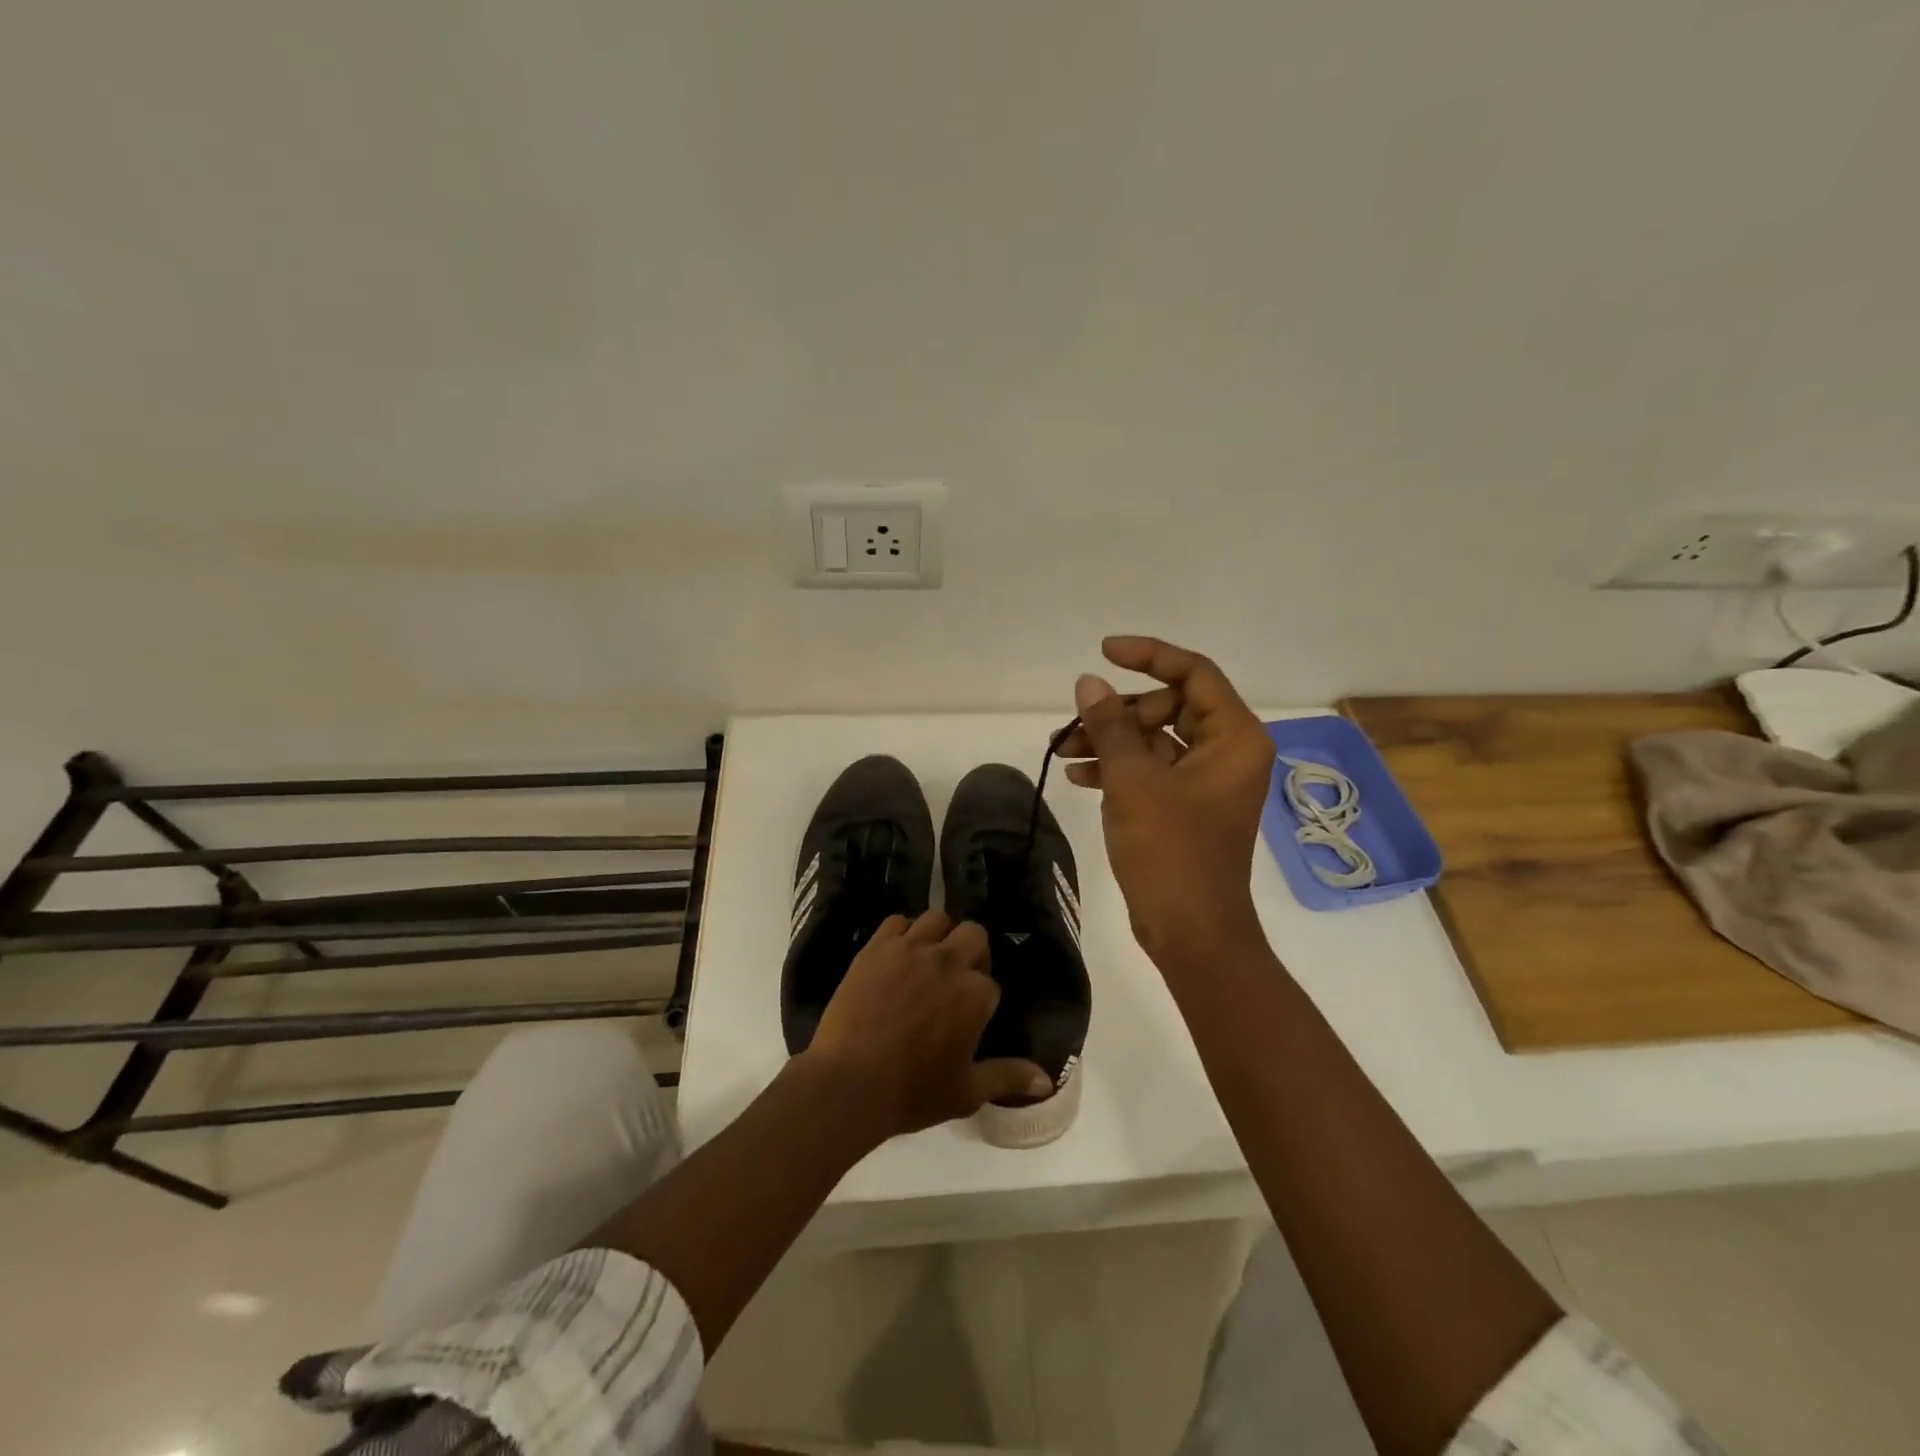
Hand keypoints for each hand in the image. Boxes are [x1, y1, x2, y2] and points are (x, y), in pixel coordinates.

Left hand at [805, 911, 1053, 1141]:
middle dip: (972, 952)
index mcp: (975, 995)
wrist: (849, 1082)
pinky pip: (896, 921)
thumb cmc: (912, 1092)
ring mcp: (910, 949)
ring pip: (937, 919)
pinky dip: (902, 933)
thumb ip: (1007, 1077)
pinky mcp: (877, 947)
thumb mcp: (966, 1092)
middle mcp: (948, 962)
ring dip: (939, 936)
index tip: (968, 1017)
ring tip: (927, 960)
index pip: (991, 983)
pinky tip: (896, 955)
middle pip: (973, 934)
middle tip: (955, 979)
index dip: (981, 999)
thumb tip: (1047, 1080)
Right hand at [1056, 636, 1274, 967]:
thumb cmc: (1171, 851)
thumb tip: (1089, 683)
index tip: (1104, 652)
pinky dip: (1117, 768)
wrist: (1191, 931)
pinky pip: (1150, 770)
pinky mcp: (1185, 806)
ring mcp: (1206, 781)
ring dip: (1110, 741)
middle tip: (1077, 725)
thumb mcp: (1134, 780)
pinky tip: (1078, 776)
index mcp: (1234, 738)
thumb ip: (1110, 725)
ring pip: (1154, 739)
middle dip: (1118, 712)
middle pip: (1169, 706)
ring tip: (1063, 751)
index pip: (1194, 673)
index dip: (1149, 655)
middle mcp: (1227, 752)